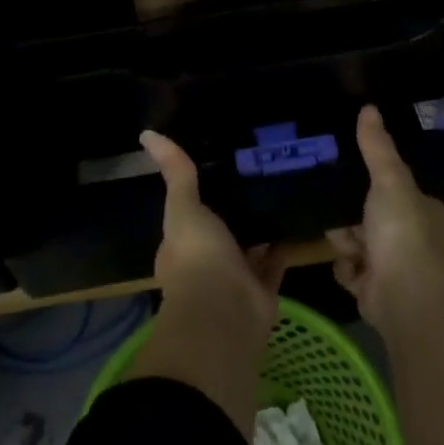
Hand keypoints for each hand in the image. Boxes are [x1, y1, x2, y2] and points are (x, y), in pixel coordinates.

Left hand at [140, 130, 285, 338]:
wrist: (227, 310)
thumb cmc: (197, 256)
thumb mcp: (183, 207)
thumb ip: (176, 173)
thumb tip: (147, 134)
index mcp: (180, 246)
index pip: (187, 217)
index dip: (198, 197)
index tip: (216, 170)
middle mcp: (206, 263)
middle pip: (220, 232)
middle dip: (233, 212)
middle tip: (254, 175)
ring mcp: (234, 278)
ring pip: (248, 248)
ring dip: (259, 228)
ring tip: (277, 191)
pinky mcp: (263, 289)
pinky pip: (275, 262)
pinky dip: (283, 246)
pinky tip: (296, 220)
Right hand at [327, 104, 443, 326]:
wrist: (403, 295)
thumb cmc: (403, 231)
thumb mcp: (390, 179)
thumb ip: (377, 147)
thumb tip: (369, 107)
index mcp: (431, 215)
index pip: (404, 194)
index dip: (380, 187)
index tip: (356, 179)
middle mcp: (420, 242)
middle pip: (377, 219)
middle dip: (356, 216)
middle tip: (337, 206)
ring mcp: (399, 270)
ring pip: (362, 245)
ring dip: (347, 241)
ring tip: (338, 236)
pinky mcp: (378, 292)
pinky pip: (354, 272)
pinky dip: (346, 268)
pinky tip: (343, 262)